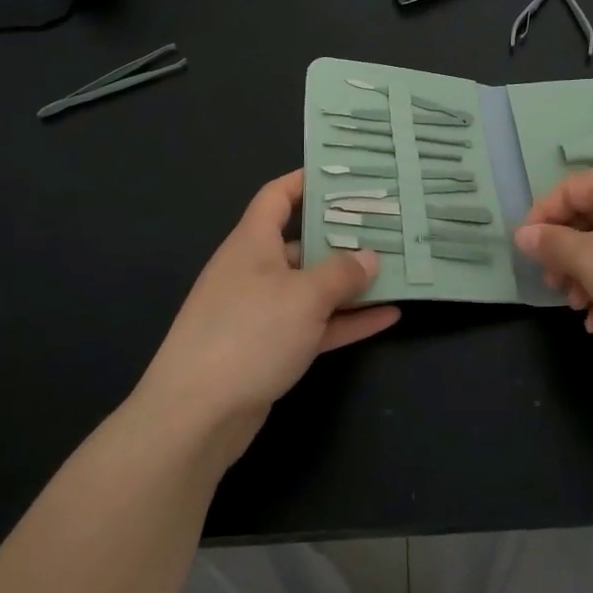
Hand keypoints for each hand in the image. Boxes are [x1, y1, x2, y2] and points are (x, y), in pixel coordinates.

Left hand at [138, 170, 398, 466]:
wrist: (196, 417)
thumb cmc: (249, 334)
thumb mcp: (304, 296)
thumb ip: (342, 273)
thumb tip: (370, 258)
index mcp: (252, 243)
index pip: (278, 196)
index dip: (306, 180)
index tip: (345, 175)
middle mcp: (255, 270)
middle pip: (303, 242)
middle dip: (343, 235)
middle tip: (387, 224)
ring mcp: (261, 312)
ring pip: (312, 287)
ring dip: (351, 282)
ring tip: (396, 268)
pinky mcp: (269, 349)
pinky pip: (314, 324)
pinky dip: (345, 320)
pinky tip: (387, 317)